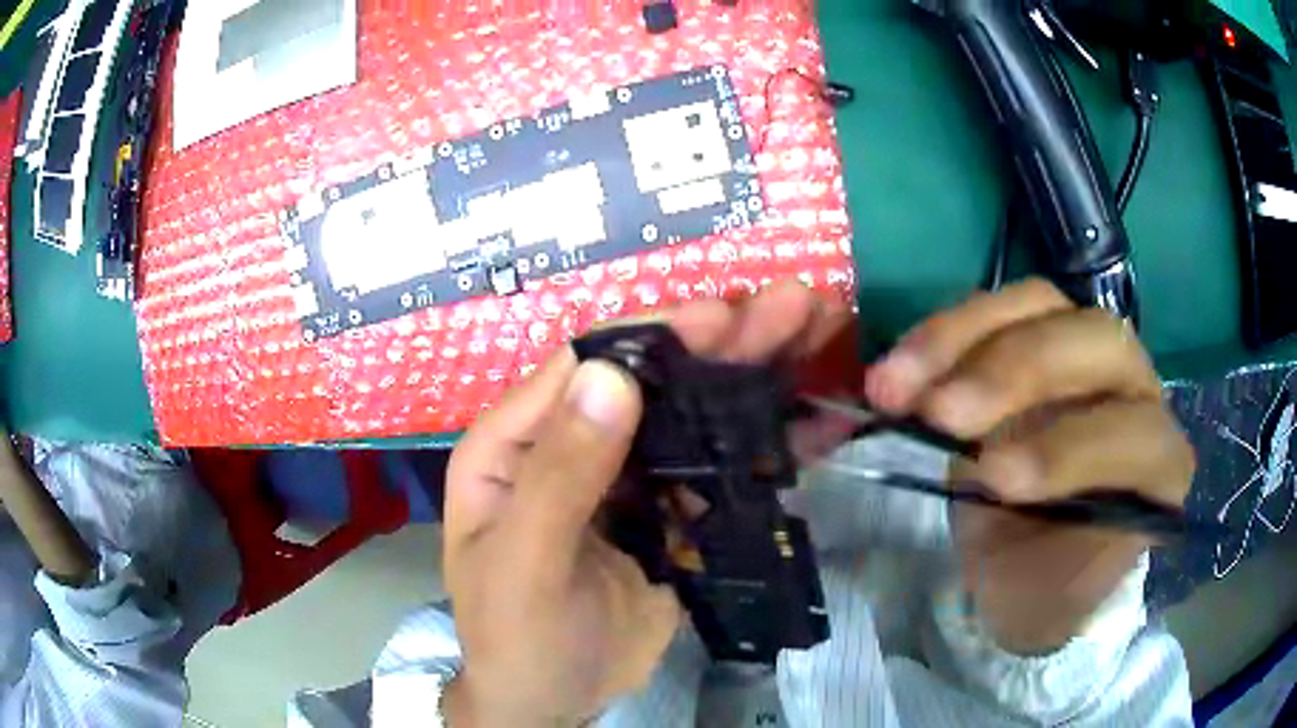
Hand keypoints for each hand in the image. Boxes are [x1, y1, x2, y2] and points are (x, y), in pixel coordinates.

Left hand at [443, 281, 850, 724]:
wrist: (552, 702)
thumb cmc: (517, 637)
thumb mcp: (525, 564)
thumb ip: (561, 475)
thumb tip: (611, 374)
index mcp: (515, 443)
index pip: (584, 367)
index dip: (654, 336)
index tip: (724, 313)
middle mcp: (570, 446)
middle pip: (650, 381)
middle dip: (721, 343)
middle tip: (793, 305)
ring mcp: (624, 481)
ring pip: (690, 417)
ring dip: (749, 378)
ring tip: (813, 334)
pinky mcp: (665, 516)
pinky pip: (715, 469)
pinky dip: (760, 444)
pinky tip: (809, 416)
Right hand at [865, 279, 1194, 653]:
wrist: (1029, 562)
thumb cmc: (1048, 585)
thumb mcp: (1055, 597)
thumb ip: (1053, 553)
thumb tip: (999, 484)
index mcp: (1158, 462)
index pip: (1135, 435)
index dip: (1069, 448)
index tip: (993, 479)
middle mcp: (1133, 389)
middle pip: (1094, 340)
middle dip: (1016, 370)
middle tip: (941, 412)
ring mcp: (1082, 352)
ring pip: (1038, 305)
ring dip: (960, 340)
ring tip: (893, 388)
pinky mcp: (1032, 336)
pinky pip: (991, 310)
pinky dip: (939, 337)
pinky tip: (898, 373)